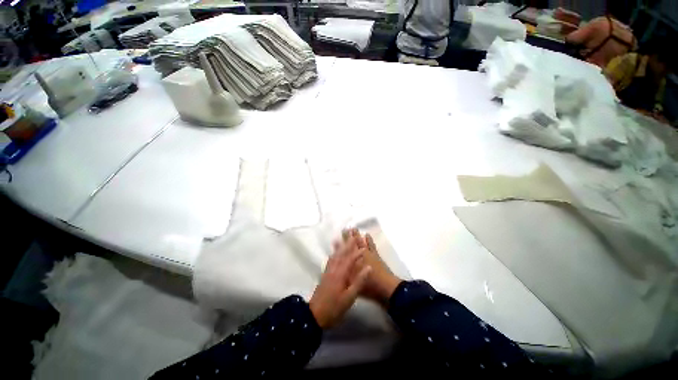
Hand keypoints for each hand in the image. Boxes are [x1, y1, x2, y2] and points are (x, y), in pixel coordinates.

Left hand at [309, 236, 371, 328]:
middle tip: (353, 236)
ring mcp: (328, 272)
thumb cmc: (334, 308)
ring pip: (335, 256)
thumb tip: (369, 267)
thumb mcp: (349, 297)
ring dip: (340, 247)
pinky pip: (330, 260)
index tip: (364, 247)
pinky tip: (334, 254)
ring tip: (344, 240)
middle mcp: (333, 269)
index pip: (350, 259)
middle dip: (348, 245)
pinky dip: (334, 254)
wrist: (315, 315)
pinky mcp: (324, 275)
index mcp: (340, 274)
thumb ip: (359, 282)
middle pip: (341, 254)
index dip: (357, 253)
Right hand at [341, 229, 401, 306]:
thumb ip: (345, 273)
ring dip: (357, 235)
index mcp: (353, 262)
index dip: (340, 245)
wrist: (386, 287)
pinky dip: (369, 239)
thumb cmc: (368, 286)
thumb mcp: (353, 282)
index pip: (345, 251)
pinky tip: (367, 234)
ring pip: (361, 242)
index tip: (336, 238)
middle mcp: (360, 255)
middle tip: (345, 228)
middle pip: (352, 244)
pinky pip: (371, 244)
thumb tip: (338, 266)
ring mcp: (368, 254)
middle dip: (348, 236)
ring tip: (354, 228)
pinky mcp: (375, 255)